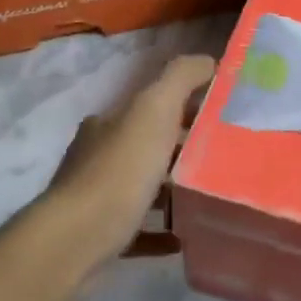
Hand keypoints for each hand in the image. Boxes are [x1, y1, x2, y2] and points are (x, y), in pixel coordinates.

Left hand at [43, 54, 214, 269]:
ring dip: (173, 190)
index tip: (222, 116)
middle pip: (147, 145)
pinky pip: (139, 229)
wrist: (76, 240)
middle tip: (225, 158)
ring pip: (142, 187)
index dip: (186, 106)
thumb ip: (181, 77)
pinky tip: (185, 235)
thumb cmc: (120, 170)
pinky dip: (162, 230)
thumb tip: (208, 60)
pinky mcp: (101, 236)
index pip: (151, 105)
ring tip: (211, 195)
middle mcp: (98, 155)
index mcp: (109, 122)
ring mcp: (96, 197)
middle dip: (183, 149)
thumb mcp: (155, 109)